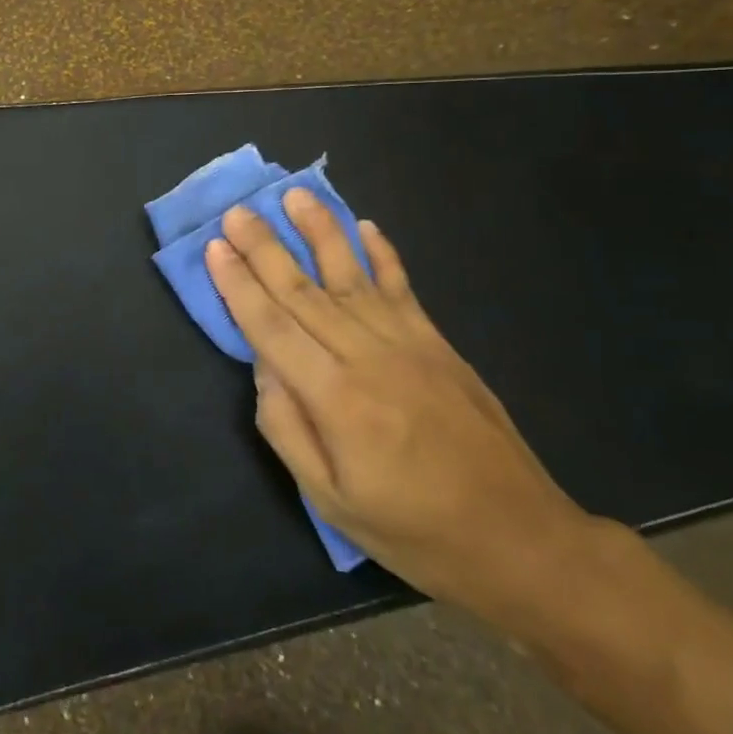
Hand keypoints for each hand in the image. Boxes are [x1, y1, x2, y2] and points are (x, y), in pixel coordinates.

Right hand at [205, 189, 594, 617]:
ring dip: (320, 231)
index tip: (215, 247)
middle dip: (265, 247)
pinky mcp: (438, 344)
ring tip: (295, 195)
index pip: (273, 327)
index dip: (239, 285)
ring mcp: (410, 344)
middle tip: (237, 211)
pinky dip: (381, 254)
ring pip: (352, 275)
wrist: (517, 538)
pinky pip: (402, 287)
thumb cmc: (413, 530)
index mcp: (337, 398)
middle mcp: (370, 356)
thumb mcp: (330, 500)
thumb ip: (287, 428)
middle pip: (304, 291)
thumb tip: (264, 368)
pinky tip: (364, 227)